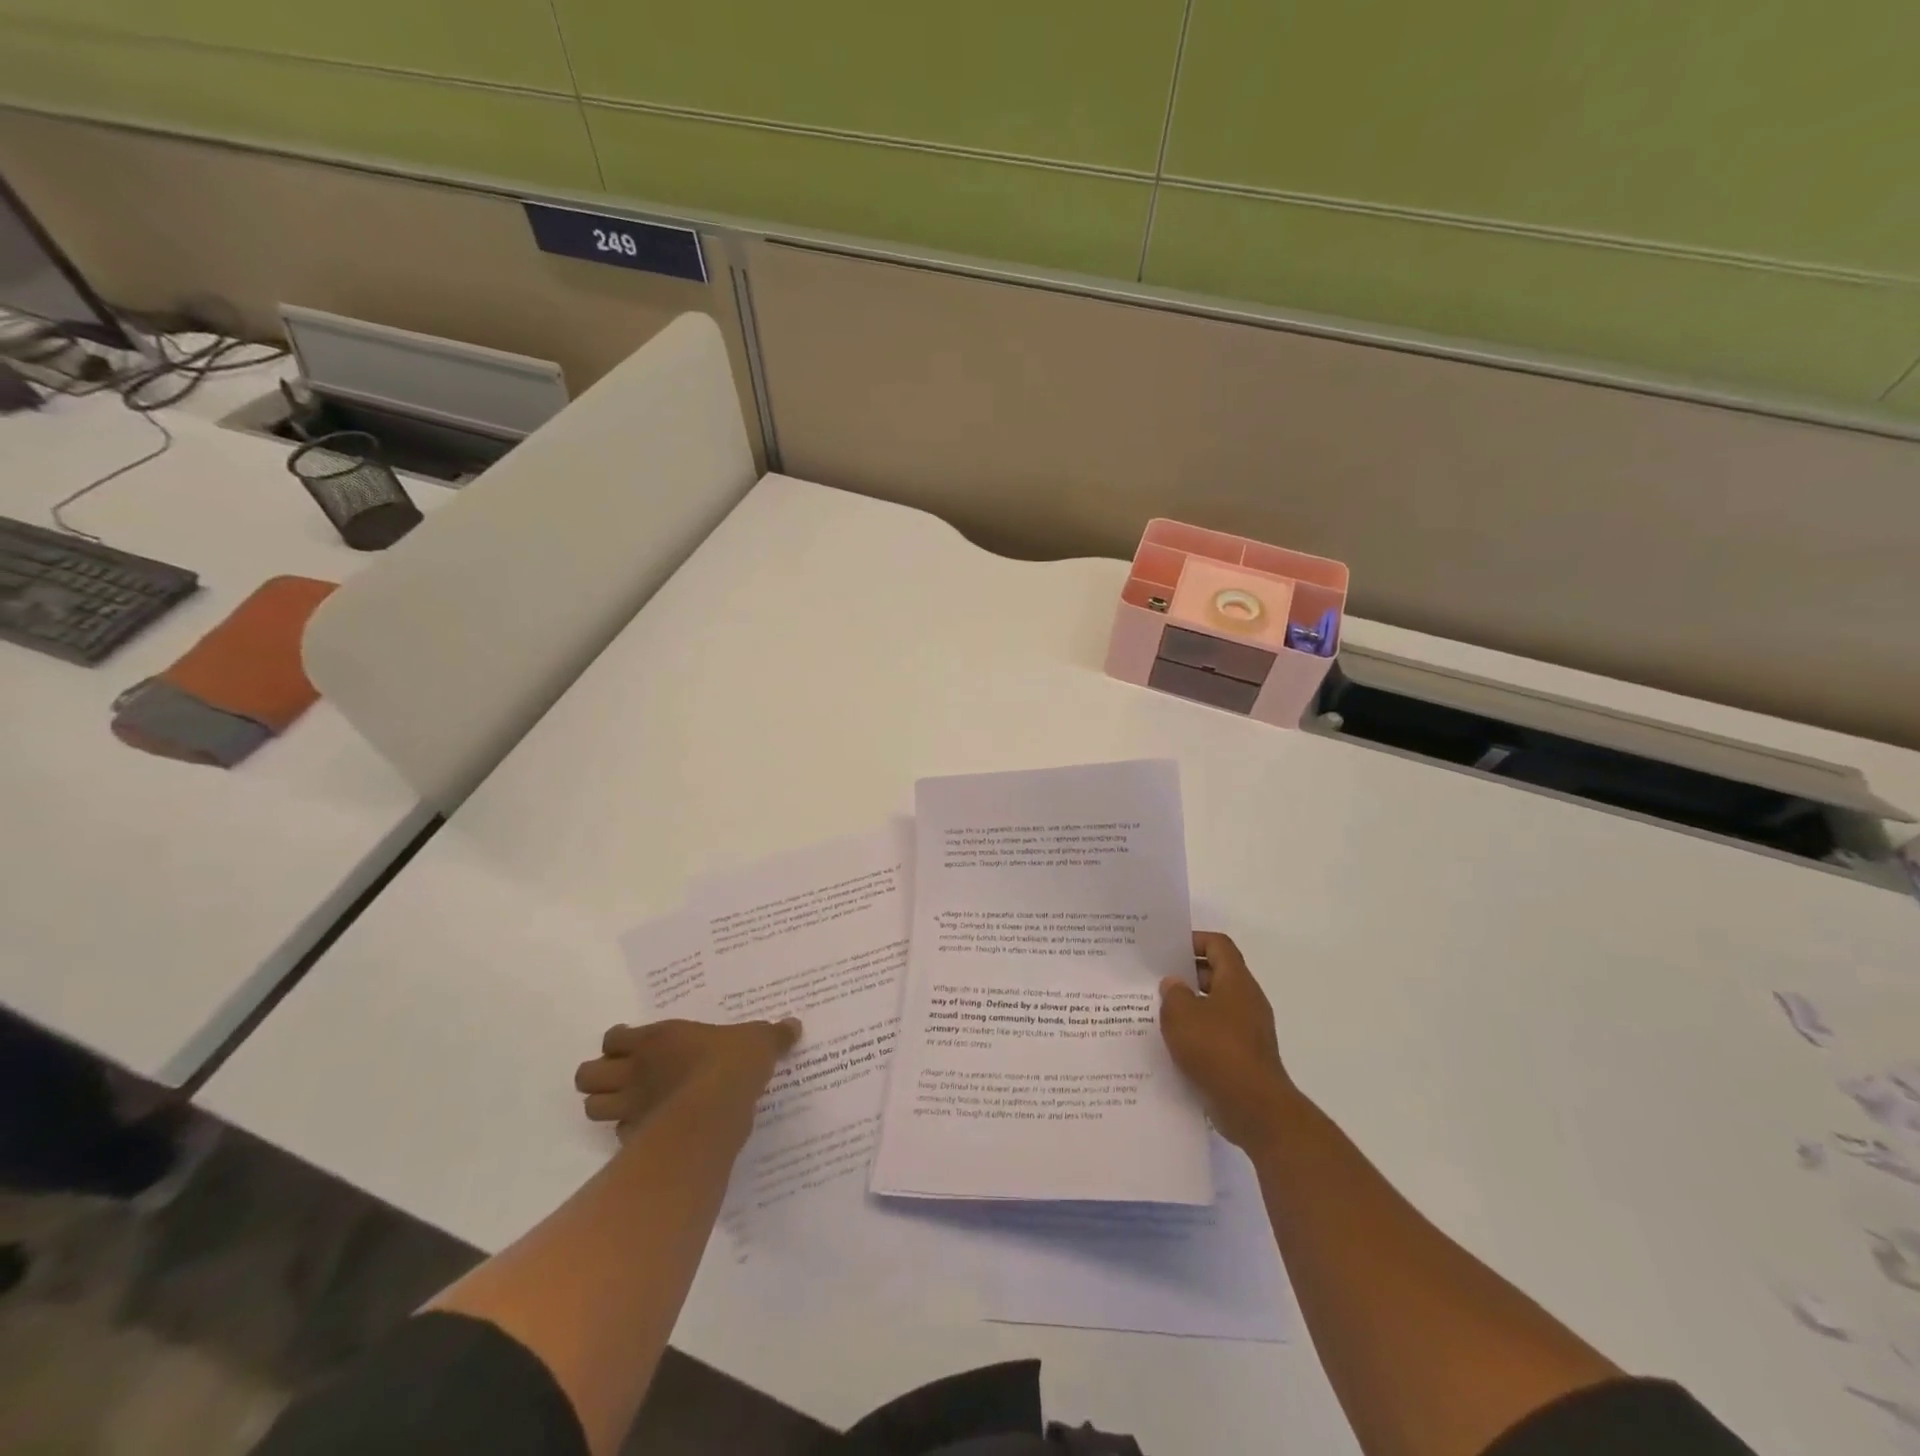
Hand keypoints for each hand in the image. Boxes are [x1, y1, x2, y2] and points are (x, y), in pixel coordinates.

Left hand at [574, 1017, 800, 1140]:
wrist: (717, 1108)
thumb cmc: (731, 1063)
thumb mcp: (759, 1040)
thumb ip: (772, 1035)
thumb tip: (794, 1025)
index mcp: (656, 1039)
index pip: (613, 1038)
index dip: (618, 1043)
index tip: (634, 1046)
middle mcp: (635, 1071)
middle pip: (587, 1076)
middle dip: (599, 1078)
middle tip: (625, 1078)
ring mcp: (632, 1107)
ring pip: (592, 1109)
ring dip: (605, 1107)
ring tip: (630, 1105)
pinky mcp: (637, 1139)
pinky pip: (620, 1137)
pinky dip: (630, 1134)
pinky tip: (651, 1132)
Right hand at [1160, 932, 1295, 1150]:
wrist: (1254, 1108)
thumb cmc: (1216, 1050)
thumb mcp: (1181, 1015)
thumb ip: (1173, 993)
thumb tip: (1173, 984)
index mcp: (1236, 982)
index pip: (1218, 945)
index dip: (1194, 940)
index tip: (1168, 949)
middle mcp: (1247, 1001)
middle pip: (1217, 974)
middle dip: (1187, 975)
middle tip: (1155, 979)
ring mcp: (1249, 1031)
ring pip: (1216, 1006)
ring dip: (1190, 1007)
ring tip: (1158, 1012)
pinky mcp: (1244, 1057)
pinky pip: (1218, 1034)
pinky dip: (1198, 1034)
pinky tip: (1173, 1045)